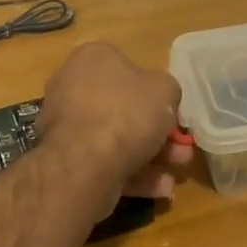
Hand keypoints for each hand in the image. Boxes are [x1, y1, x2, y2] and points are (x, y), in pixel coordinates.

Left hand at [37, 43, 191, 213]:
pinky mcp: (64, 158)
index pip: (127, 67)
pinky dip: (132, 174)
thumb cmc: (127, 113)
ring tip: (176, 172)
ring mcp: (65, 124)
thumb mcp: (166, 90)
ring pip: (115, 138)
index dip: (154, 92)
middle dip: (157, 131)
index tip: (173, 112)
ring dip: (151, 155)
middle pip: (122, 108)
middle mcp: (71, 86)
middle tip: (181, 147)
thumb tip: (161, 98)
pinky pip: (103, 161)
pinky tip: (159, 189)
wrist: (85, 162)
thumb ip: (167, 90)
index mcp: (92, 58)